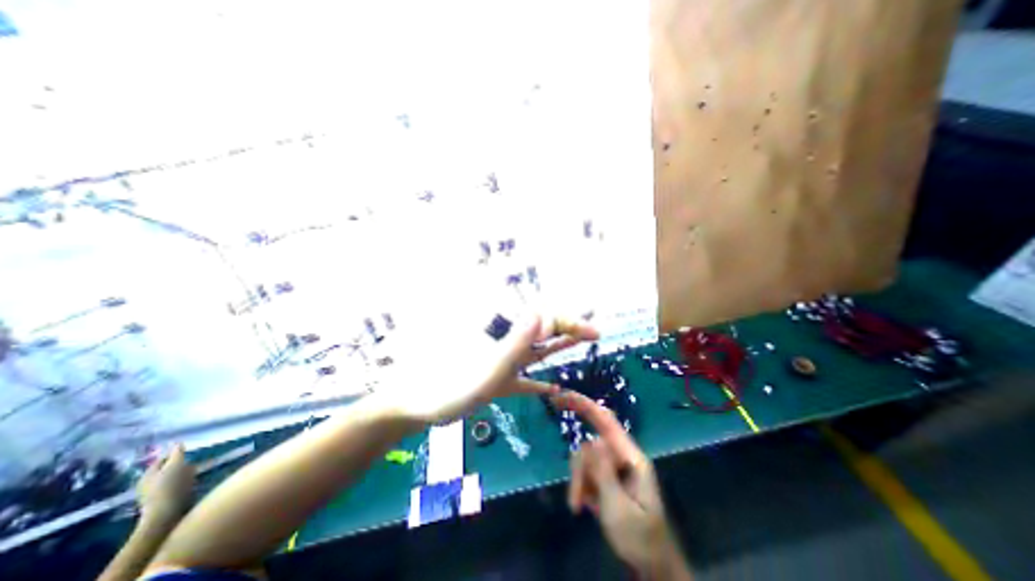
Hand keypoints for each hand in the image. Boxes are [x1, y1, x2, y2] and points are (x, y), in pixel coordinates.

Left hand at [136, 444, 195, 525]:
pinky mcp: (164, 500)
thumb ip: (176, 454)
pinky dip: (184, 482)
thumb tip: (177, 442)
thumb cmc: (170, 486)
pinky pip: (175, 486)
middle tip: (193, 461)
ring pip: (172, 477)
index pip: (161, 459)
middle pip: (167, 468)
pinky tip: (192, 483)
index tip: (188, 451)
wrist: (166, 513)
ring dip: (183, 473)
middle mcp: (148, 484)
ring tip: (195, 472)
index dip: (174, 454)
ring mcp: (155, 493)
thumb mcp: (175, 466)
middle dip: (180, 464)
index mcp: (147, 475)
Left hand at [384, 313, 599, 425]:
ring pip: (535, 351)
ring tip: (578, 342)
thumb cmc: (445, 389)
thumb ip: (514, 344)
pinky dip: (538, 382)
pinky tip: (552, 389)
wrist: (413, 405)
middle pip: (541, 332)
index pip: (543, 322)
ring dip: (556, 347)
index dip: (569, 324)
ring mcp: (500, 362)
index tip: (591, 333)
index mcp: (503, 337)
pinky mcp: (495, 380)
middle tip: (593, 332)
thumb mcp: (486, 370)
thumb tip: (540, 313)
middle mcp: (504, 344)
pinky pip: (522, 378)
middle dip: (567, 330)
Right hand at [554, 390, 690, 575]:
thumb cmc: (641, 538)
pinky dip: (580, 486)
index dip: (586, 404)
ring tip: (579, 507)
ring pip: (584, 460)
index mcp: (631, 457)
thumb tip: (590, 439)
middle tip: (572, 483)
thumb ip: (603, 473)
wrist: (652, 565)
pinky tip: (582, 507)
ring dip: (578, 481)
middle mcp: (620, 456)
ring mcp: (612, 467)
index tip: (564, 395)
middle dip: (578, 463)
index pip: (606, 421)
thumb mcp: (619, 508)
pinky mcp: (605, 477)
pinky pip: (585, 472)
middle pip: (590, 443)